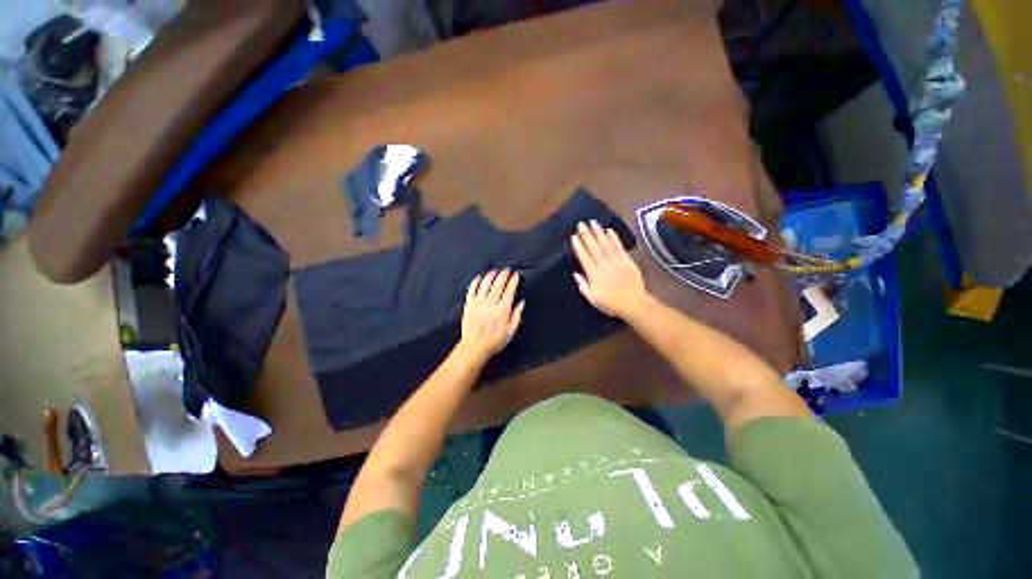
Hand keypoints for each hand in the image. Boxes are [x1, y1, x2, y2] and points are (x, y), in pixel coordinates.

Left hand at [458, 269, 524, 360]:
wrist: (475, 347)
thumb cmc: (495, 340)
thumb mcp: (511, 330)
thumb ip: (517, 315)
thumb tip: (521, 302)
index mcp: (503, 308)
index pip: (510, 289)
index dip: (513, 280)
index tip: (516, 274)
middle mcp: (491, 302)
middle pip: (498, 283)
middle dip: (504, 274)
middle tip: (507, 269)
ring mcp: (479, 302)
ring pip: (486, 283)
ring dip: (491, 275)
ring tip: (495, 270)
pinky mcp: (469, 304)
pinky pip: (472, 289)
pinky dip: (476, 281)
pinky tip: (480, 277)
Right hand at [571, 220, 649, 318]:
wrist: (634, 303)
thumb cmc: (611, 303)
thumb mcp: (593, 299)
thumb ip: (583, 286)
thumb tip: (575, 274)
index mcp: (594, 274)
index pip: (584, 257)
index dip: (579, 246)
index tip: (574, 236)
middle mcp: (603, 265)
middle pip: (594, 247)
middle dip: (587, 234)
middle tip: (581, 223)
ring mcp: (616, 261)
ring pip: (606, 244)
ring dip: (599, 232)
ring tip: (593, 222)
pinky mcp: (627, 260)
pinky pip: (619, 247)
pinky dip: (614, 238)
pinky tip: (609, 230)